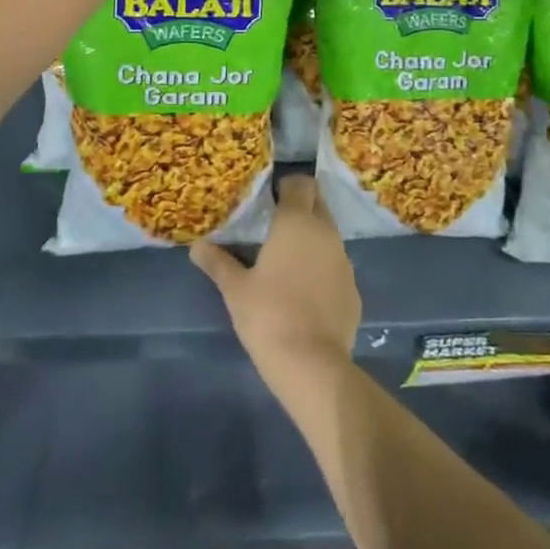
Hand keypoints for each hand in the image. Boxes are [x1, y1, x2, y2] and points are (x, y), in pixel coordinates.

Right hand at [192, 176, 360, 387]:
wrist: (312, 364)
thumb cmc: (268, 315)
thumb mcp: (235, 289)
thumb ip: (217, 262)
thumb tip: (196, 246)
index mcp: (296, 222)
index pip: (300, 183)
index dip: (287, 185)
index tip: (270, 197)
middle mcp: (325, 232)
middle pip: (318, 203)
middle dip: (302, 206)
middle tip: (277, 224)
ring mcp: (344, 260)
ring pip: (329, 234)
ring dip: (313, 237)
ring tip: (289, 258)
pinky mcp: (354, 288)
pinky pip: (336, 265)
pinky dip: (323, 268)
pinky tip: (306, 291)